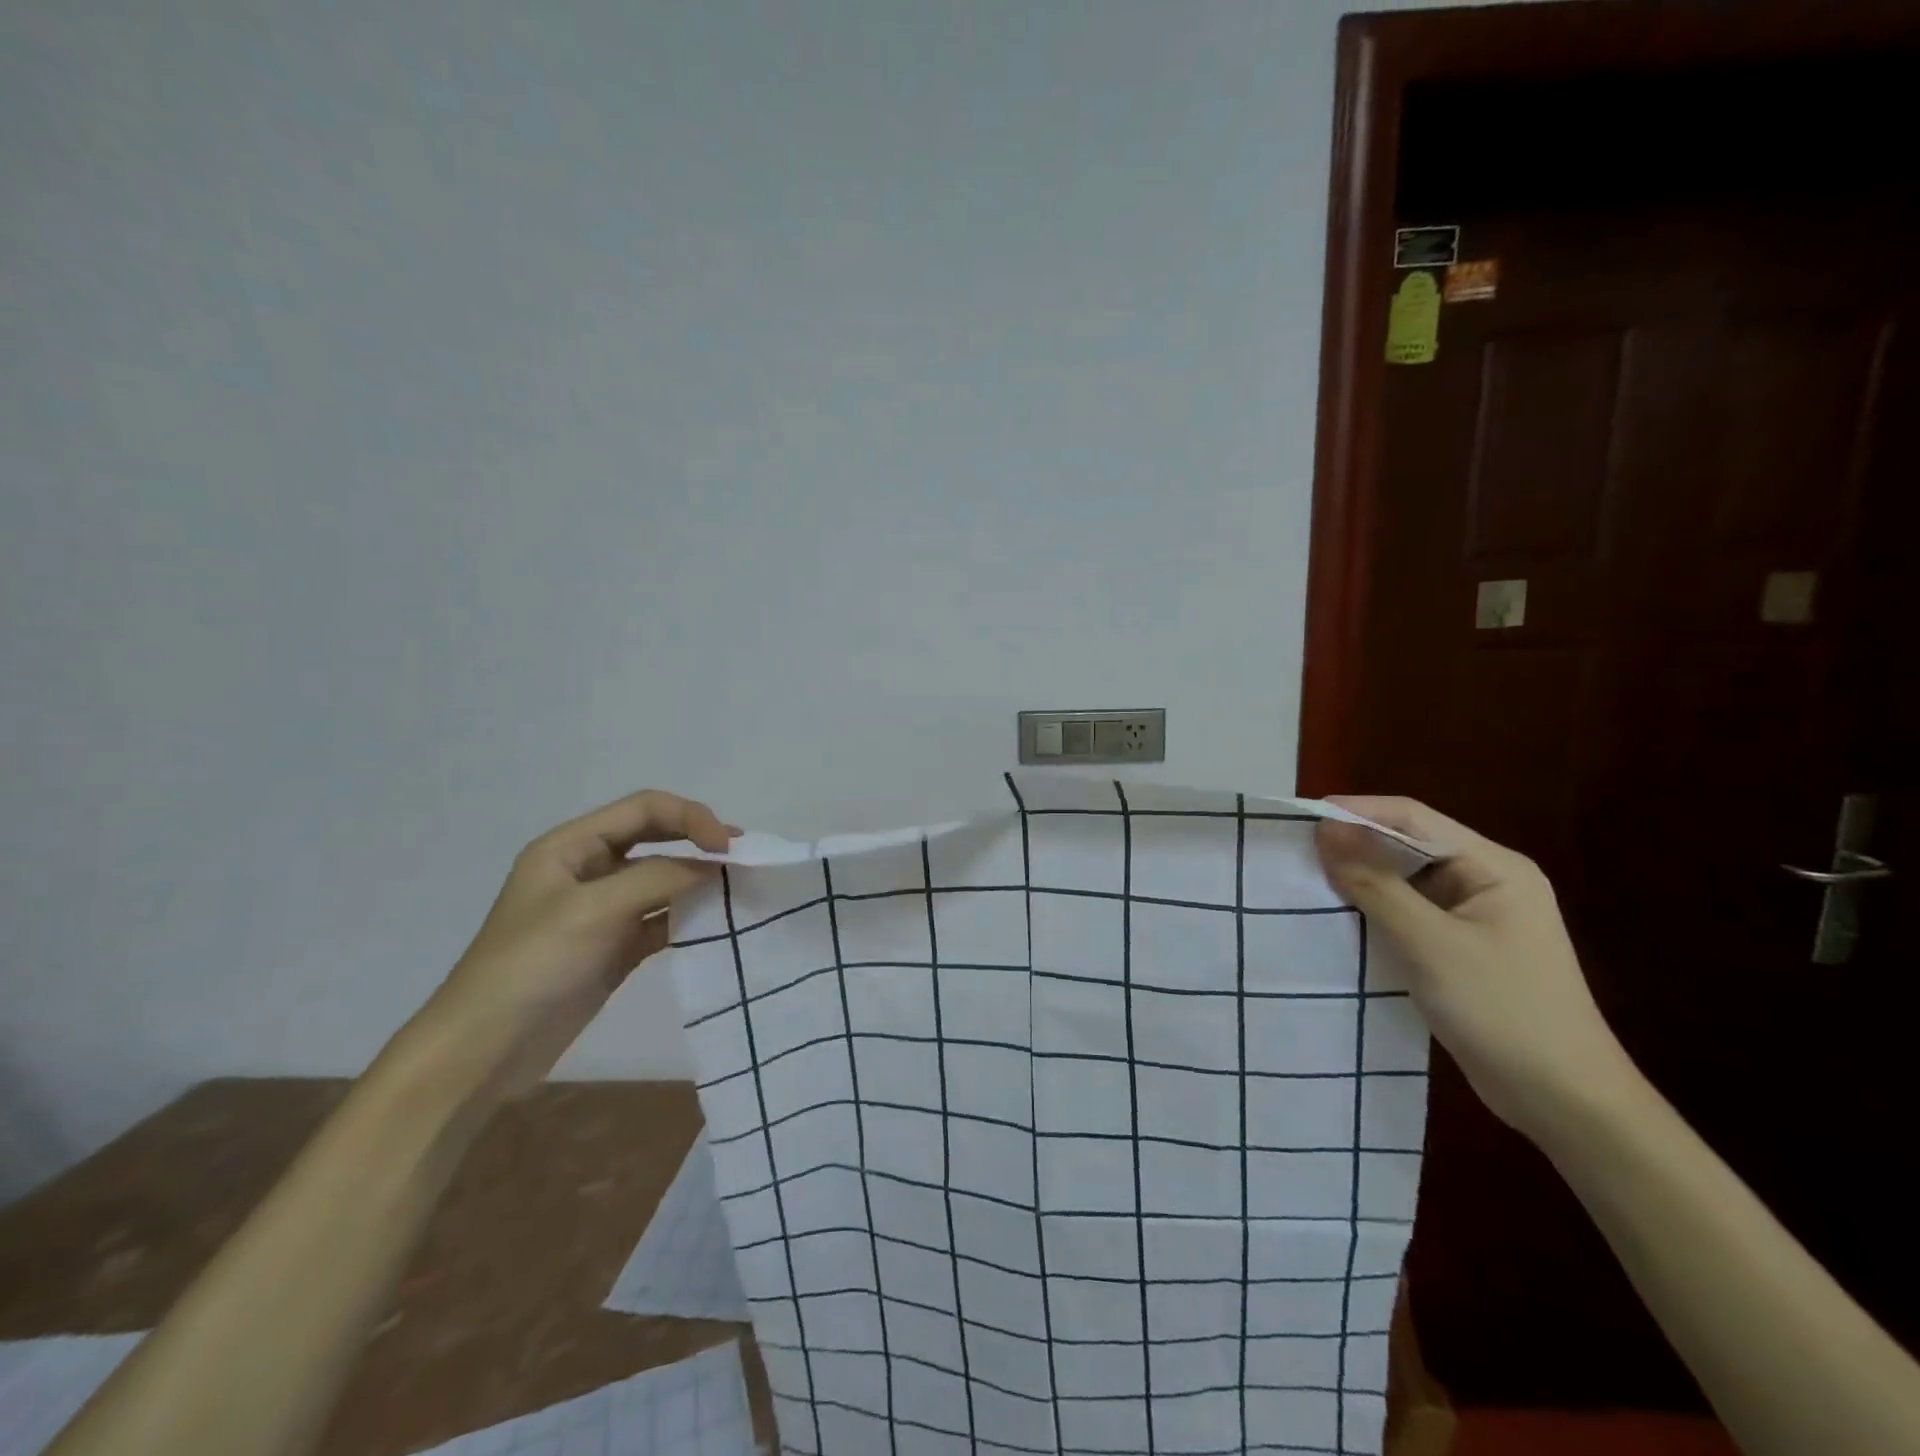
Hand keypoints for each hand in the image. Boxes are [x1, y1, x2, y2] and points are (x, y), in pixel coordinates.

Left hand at [411, 789, 736, 1097]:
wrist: (483, 1051)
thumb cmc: (531, 965)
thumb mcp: (593, 910)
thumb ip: (659, 879)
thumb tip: (716, 866)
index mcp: (571, 846)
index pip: (644, 809)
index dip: (690, 817)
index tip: (727, 846)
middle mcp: (588, 869)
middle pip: (655, 838)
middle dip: (698, 840)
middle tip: (743, 855)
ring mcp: (602, 910)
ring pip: (662, 879)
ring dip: (698, 879)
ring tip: (739, 886)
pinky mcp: (614, 946)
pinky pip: (660, 918)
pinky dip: (688, 916)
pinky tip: (715, 922)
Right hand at [1315, 796, 1640, 1141]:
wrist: (1565, 1103)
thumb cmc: (1503, 1011)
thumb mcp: (1430, 943)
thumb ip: (1375, 884)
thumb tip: (1326, 830)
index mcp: (1494, 867)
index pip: (1414, 818)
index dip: (1357, 811)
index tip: (1301, 819)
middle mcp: (1486, 881)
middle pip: (1408, 845)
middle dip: (1354, 844)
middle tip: (1296, 852)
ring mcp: (1474, 917)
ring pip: (1404, 881)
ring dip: (1360, 879)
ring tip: (1305, 881)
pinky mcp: (1460, 949)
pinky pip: (1407, 914)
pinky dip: (1373, 911)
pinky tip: (1338, 919)